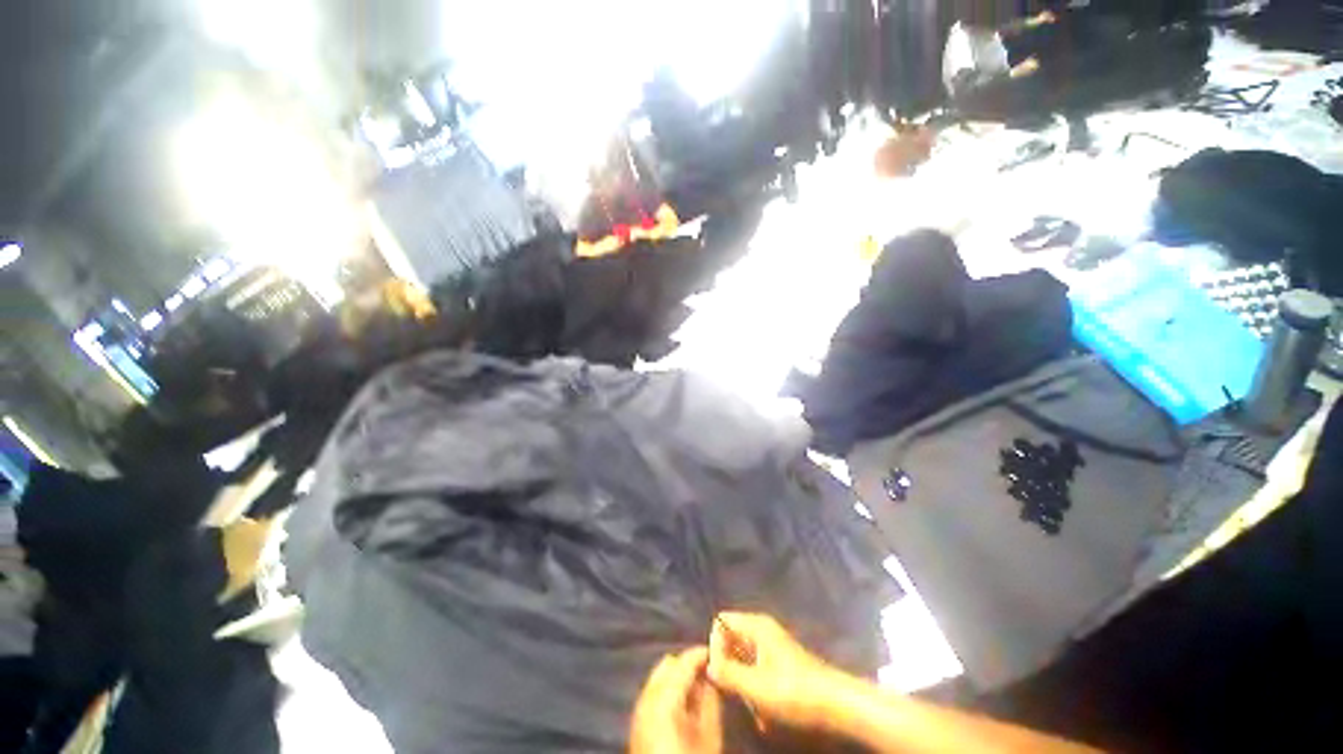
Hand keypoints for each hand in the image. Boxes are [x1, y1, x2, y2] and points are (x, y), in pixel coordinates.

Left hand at [629, 647, 722, 753]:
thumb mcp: (709, 737)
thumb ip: (710, 700)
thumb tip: (712, 676)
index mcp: (662, 700)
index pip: (682, 662)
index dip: (700, 654)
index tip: (716, 652)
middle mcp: (646, 699)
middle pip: (667, 665)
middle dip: (687, 664)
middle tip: (709, 671)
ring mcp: (638, 710)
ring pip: (659, 677)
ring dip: (678, 676)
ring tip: (700, 688)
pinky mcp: (637, 723)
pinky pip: (654, 693)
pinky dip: (669, 690)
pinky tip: (685, 704)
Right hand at [706, 612, 845, 731]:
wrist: (836, 704)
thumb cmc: (794, 691)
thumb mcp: (756, 686)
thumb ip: (727, 672)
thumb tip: (707, 664)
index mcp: (756, 625)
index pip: (721, 622)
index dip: (715, 645)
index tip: (719, 672)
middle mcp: (762, 629)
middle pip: (731, 640)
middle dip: (728, 667)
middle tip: (733, 693)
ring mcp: (772, 645)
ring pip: (742, 658)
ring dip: (742, 682)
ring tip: (751, 706)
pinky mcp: (780, 663)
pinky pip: (756, 669)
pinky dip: (755, 688)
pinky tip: (763, 712)